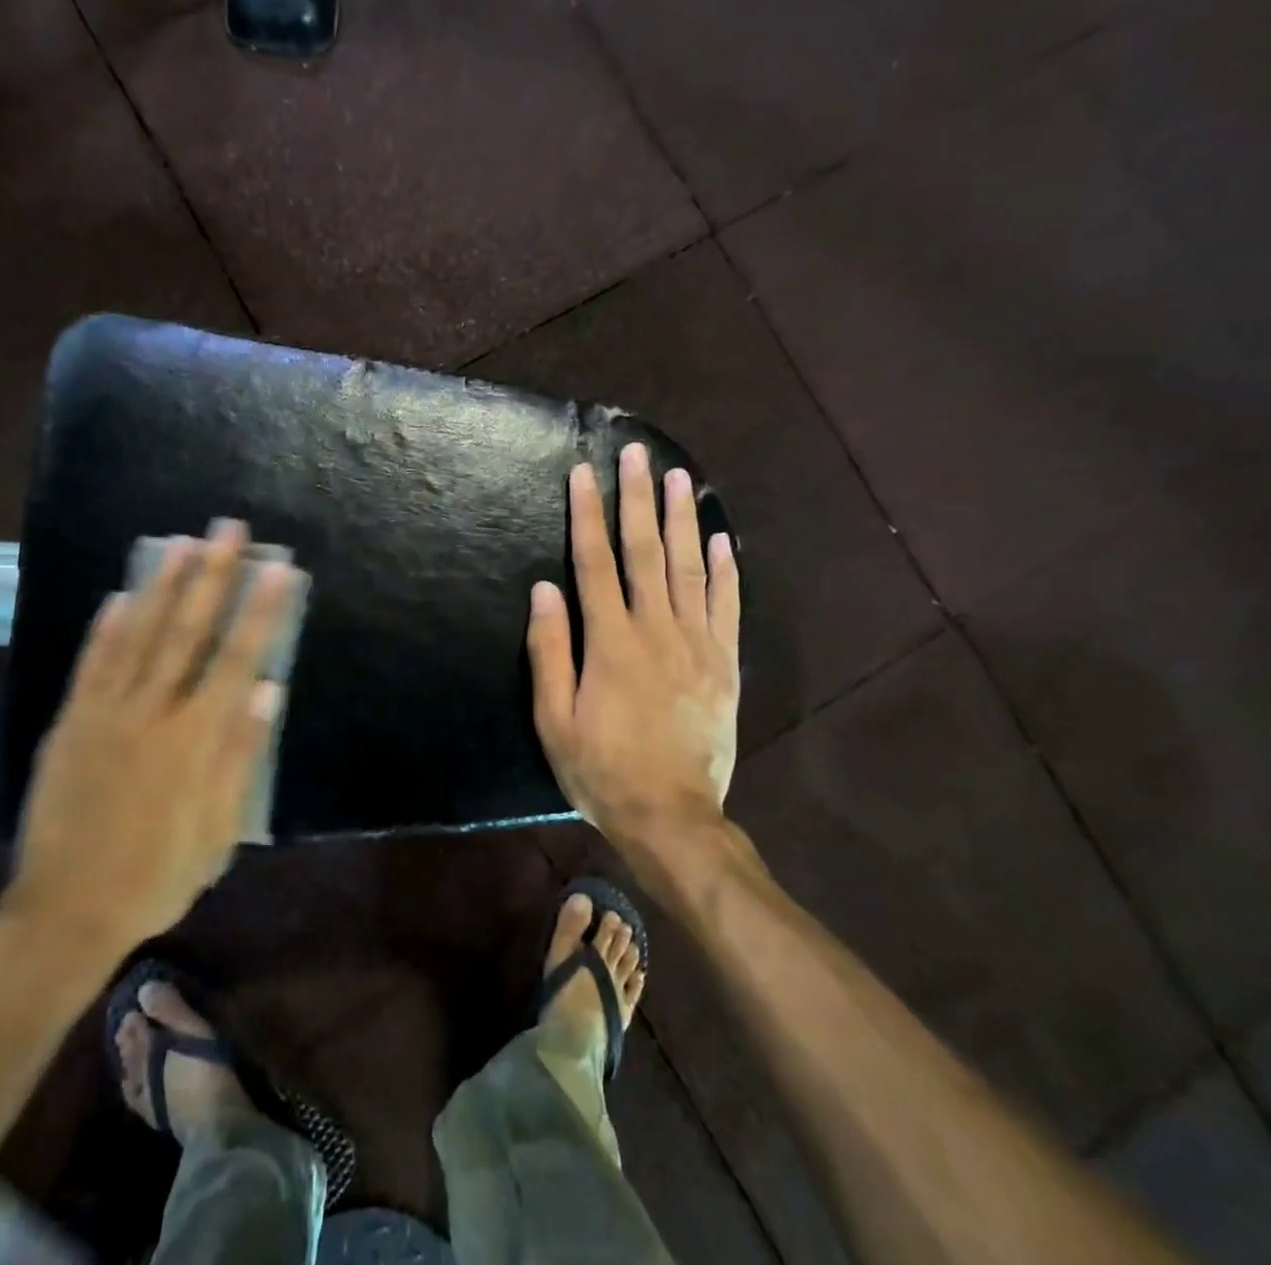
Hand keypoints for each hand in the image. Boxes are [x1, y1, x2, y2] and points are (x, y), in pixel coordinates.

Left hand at [3, 521, 291, 967]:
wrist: (67, 912)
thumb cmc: (159, 876)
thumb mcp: (219, 831)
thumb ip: (241, 755)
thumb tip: (269, 690)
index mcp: (196, 740)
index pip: (237, 659)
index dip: (260, 610)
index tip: (276, 568)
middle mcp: (152, 713)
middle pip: (187, 632)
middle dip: (212, 576)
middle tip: (227, 529)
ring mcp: (105, 714)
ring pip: (139, 636)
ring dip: (163, 586)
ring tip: (181, 543)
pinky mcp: (70, 725)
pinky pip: (91, 666)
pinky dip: (106, 628)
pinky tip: (119, 595)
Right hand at [527, 443, 741, 846]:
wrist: (672, 817)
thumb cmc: (601, 770)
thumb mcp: (555, 720)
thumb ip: (549, 652)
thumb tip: (544, 589)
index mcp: (611, 642)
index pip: (595, 563)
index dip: (588, 514)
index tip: (584, 473)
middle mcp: (656, 630)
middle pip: (645, 552)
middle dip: (638, 499)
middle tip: (637, 453)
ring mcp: (697, 645)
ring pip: (689, 569)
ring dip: (683, 520)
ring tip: (678, 478)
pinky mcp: (724, 664)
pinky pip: (727, 607)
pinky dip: (725, 571)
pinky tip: (722, 541)